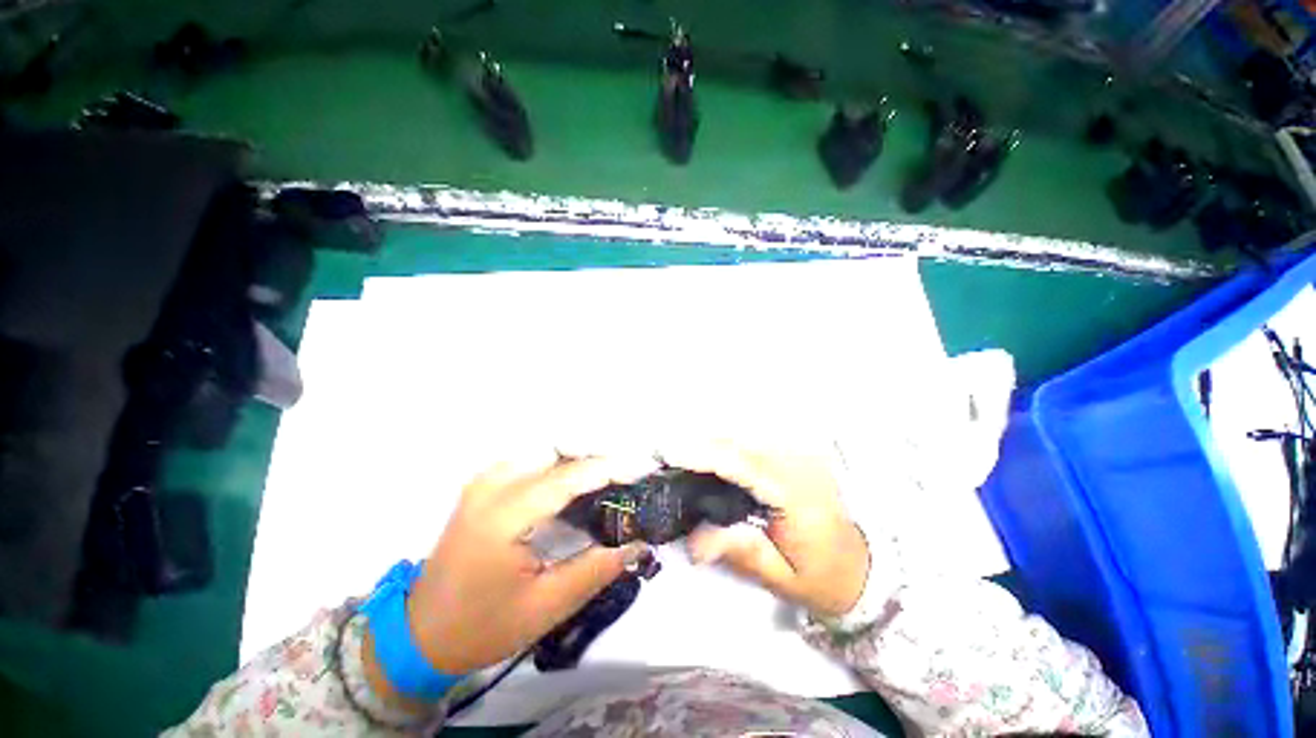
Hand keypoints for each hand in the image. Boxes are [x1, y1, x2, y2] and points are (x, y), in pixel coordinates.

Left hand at [399, 454, 654, 674]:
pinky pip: (531, 459)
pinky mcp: (483, 485)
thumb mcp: (544, 608)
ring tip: (611, 472)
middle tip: (629, 470)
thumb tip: (636, 543)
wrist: (421, 634)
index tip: (642, 467)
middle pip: (556, 450)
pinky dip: (560, 461)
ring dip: (580, 455)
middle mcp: (491, 486)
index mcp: (503, 516)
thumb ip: (595, 570)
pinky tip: (578, 477)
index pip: (568, 477)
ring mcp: (484, 481)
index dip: (610, 468)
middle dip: (597, 454)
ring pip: (544, 450)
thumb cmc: (481, 627)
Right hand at [660, 442, 869, 616]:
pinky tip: (706, 451)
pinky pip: (753, 439)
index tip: (669, 451)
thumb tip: (694, 542)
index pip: (744, 464)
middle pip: (741, 441)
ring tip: (677, 452)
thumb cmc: (822, 576)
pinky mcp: (795, 452)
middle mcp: (800, 465)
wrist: (862, 566)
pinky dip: (725, 442)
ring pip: (746, 435)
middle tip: (662, 451)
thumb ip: (739, 552)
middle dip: (698, 442)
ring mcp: (799, 453)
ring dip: (709, 439)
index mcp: (798, 496)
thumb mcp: (782, 577)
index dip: (705, 453)